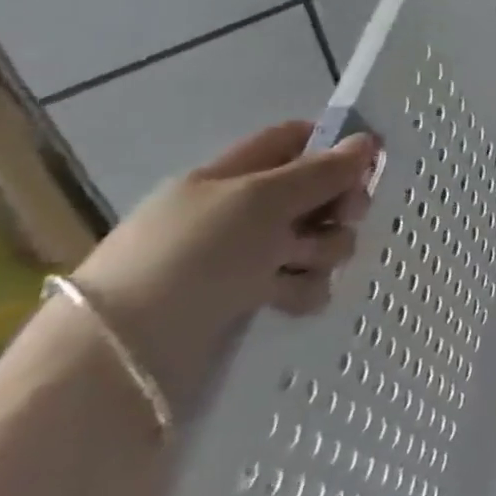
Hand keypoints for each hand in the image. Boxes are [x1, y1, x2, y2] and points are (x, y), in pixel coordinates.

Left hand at [71, 122, 376, 412]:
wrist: (127, 354)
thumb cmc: (194, 255)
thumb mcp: (261, 200)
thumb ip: (321, 171)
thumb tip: (367, 141)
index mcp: (231, 177)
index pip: (292, 141)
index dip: (332, 147)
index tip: (368, 163)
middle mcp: (240, 213)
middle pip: (316, 193)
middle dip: (339, 206)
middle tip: (346, 218)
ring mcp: (244, 258)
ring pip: (317, 240)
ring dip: (323, 251)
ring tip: (296, 269)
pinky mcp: (250, 300)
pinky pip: (302, 283)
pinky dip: (303, 289)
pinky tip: (287, 300)